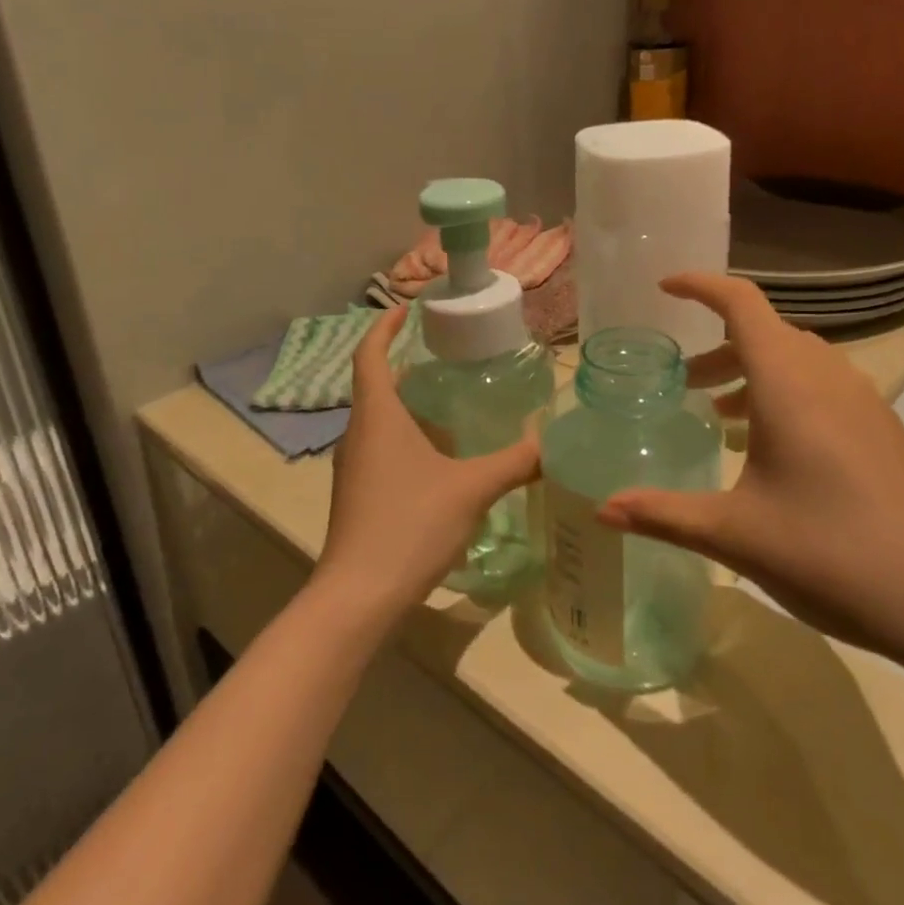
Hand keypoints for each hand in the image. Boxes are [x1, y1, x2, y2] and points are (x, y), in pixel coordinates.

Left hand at [315, 307, 540, 620]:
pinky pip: (382, 448)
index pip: (370, 354)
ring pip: (381, 420)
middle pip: (378, 385)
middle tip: (449, 357)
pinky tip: (442, 457)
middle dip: (408, 365)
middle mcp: (358, 434)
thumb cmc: (410, 525)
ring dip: (410, 405)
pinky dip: (408, 437)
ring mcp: (354, 467)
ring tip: (453, 402)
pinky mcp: (358, 494)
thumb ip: (513, 462)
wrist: (359, 596)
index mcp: (377, 416)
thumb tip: (549, 442)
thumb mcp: (471, 488)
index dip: (384, 326)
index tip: (405, 308)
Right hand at [598, 273, 903, 671]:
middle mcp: (829, 378)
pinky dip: (786, 396)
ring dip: (753, 373)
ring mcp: (865, 402)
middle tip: (682, 384)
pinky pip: (824, 388)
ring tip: (719, 417)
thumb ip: (662, 514)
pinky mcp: (884, 431)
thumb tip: (601, 510)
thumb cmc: (829, 554)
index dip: (700, 286)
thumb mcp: (734, 535)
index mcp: (790, 384)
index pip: (742, 304)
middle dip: (717, 346)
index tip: (664, 287)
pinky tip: (773, 452)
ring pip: (798, 361)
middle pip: (766, 333)